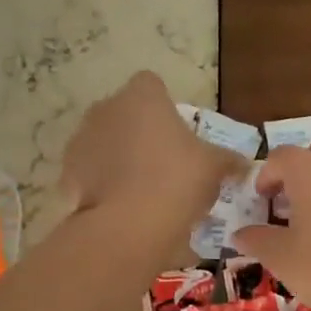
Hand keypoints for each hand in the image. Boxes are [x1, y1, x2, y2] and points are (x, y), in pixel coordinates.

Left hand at [61, 72, 243, 232]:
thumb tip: (244, 164)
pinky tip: (120, 205)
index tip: (176, 133)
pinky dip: (101, 182)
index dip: (164, 107)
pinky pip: (89, 171)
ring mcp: (81, 138)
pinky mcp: (67, 171)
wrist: (129, 225)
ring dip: (117, 156)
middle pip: (125, 113)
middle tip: (163, 163)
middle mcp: (106, 108)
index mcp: (143, 96)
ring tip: (140, 189)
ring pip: (104, 141)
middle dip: (139, 132)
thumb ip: (228, 160)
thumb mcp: (214, 168)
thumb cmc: (177, 181)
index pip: (151, 85)